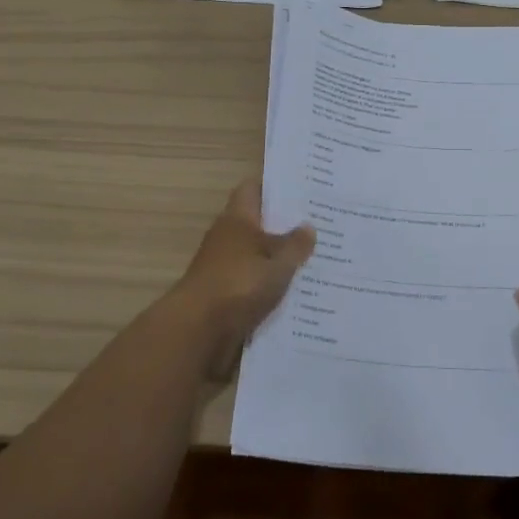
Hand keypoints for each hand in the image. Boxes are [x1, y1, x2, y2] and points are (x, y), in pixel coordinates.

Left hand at [170, 181, 315, 378]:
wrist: (197, 331)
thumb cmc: (238, 284)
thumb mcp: (277, 263)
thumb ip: (295, 245)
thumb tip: (308, 226)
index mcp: (237, 219)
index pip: (253, 189)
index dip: (275, 187)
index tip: (302, 190)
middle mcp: (228, 237)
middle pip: (258, 223)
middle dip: (284, 225)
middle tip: (320, 225)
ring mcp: (223, 266)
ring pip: (257, 254)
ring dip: (278, 258)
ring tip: (316, 258)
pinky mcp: (224, 294)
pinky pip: (253, 282)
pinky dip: (269, 284)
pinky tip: (297, 291)